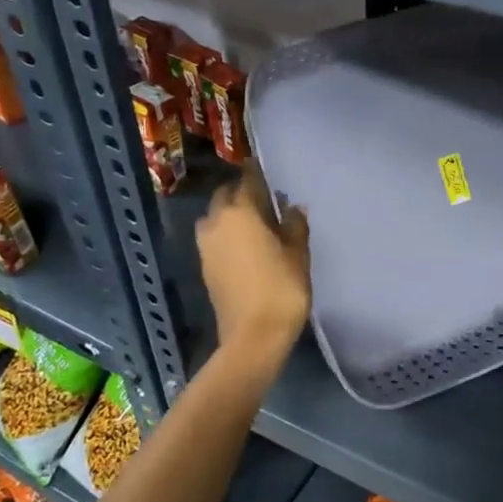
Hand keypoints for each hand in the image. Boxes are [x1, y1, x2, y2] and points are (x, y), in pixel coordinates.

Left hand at [196, 161, 310, 369]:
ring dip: (229, 213)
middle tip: (262, 197)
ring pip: (215, 217)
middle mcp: (217, 222)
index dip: (256, 171)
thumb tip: (293, 207)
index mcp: (240, 212)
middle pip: (225, 196)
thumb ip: (295, 225)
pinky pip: (214, 238)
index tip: (262, 165)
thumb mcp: (298, 254)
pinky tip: (245, 244)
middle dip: (240, 192)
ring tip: (252, 221)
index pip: (247, 180)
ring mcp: (206, 245)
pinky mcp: (204, 266)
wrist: (253, 336)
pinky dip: (226, 233)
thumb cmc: (281, 289)